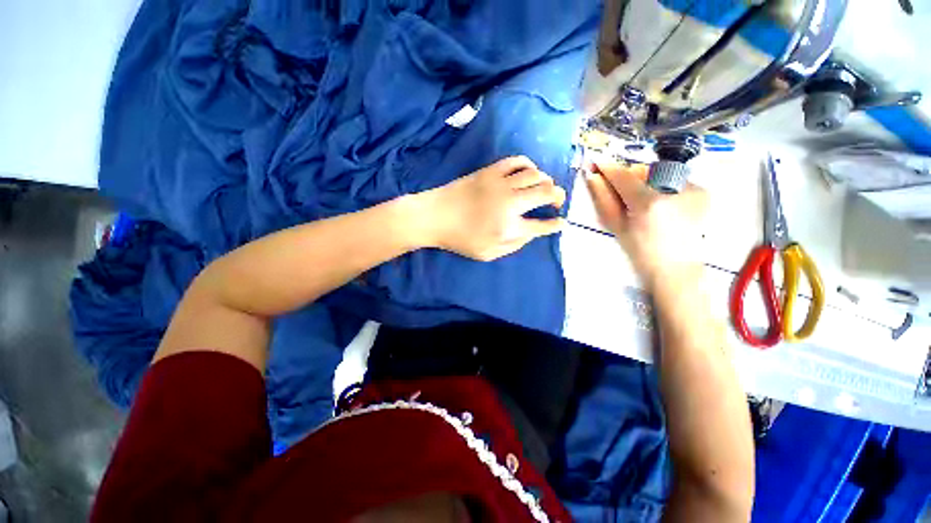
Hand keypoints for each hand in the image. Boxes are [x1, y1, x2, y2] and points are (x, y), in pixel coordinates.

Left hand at [421, 156, 565, 260]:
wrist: (435, 216)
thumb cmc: (460, 239)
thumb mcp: (488, 253)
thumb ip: (513, 245)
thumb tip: (531, 232)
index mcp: (510, 227)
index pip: (542, 226)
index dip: (556, 224)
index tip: (561, 223)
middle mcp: (511, 203)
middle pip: (546, 193)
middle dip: (558, 197)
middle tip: (557, 202)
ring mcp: (501, 184)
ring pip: (536, 175)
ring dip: (546, 181)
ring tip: (544, 187)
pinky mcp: (491, 171)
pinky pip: (517, 161)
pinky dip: (528, 164)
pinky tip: (528, 172)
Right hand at [585, 158, 706, 289]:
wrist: (676, 270)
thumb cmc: (640, 253)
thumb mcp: (616, 227)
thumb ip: (604, 199)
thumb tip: (593, 177)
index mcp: (649, 203)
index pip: (624, 176)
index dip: (608, 168)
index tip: (596, 162)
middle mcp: (675, 190)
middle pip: (643, 171)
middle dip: (630, 178)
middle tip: (623, 195)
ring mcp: (694, 189)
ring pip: (660, 174)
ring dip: (647, 183)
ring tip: (644, 205)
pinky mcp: (703, 192)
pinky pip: (675, 180)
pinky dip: (664, 189)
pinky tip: (663, 208)